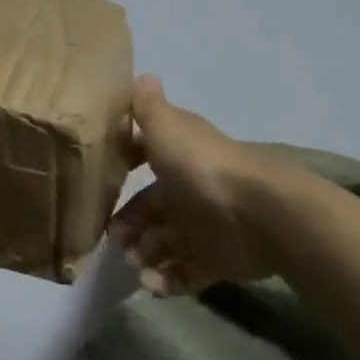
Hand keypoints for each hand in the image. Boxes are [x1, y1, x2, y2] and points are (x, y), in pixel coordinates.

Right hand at [110, 74, 304, 294]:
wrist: (259, 213)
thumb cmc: (202, 166)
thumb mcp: (166, 127)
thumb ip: (148, 107)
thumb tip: (142, 74)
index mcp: (178, 156)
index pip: (145, 159)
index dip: (124, 169)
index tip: (101, 183)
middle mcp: (190, 189)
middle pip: (153, 209)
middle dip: (130, 225)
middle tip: (115, 241)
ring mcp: (205, 226)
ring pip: (166, 243)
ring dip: (145, 255)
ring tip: (135, 265)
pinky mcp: (218, 260)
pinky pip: (186, 273)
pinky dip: (167, 280)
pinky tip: (151, 285)